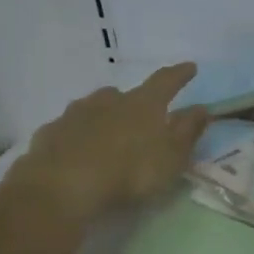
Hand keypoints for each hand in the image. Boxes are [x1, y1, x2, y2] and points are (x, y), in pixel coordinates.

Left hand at [13, 63, 207, 218]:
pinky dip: (78, 134)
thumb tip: (202, 108)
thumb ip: (188, 131)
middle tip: (141, 117)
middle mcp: (109, 100)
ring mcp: (76, 114)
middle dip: (135, 101)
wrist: (63, 186)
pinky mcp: (50, 132)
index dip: (179, 74)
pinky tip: (78, 150)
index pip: (166, 81)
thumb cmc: (130, 171)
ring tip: (109, 134)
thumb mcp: (172, 157)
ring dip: (105, 115)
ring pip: (95, 107)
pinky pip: (70, 128)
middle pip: (125, 94)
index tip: (190, 68)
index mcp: (143, 104)